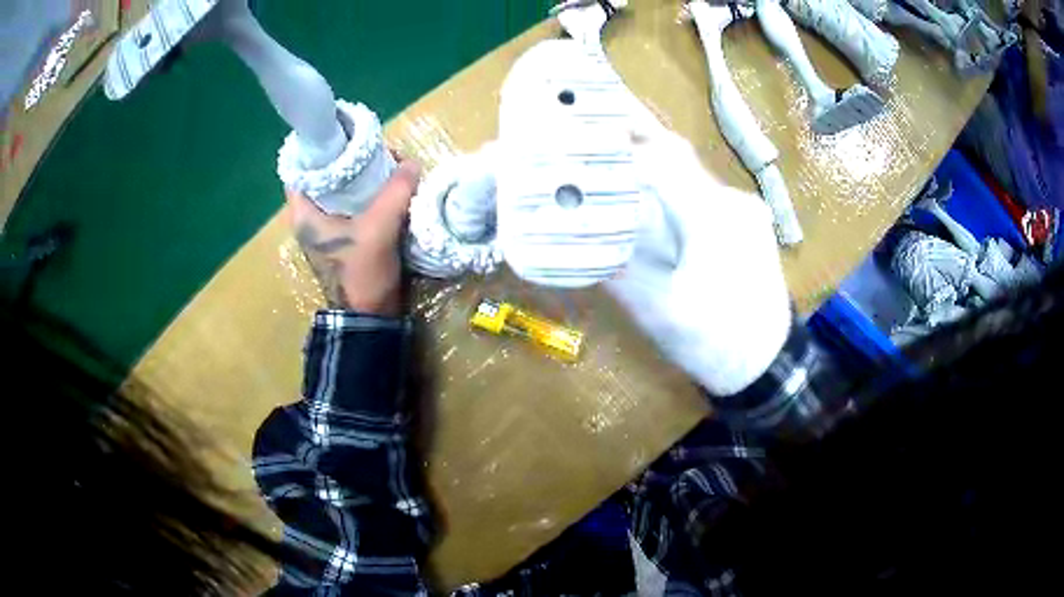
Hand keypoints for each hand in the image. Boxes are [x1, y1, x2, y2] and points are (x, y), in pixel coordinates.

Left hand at [287, 160, 421, 315]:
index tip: (343, 134)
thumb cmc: (361, 274)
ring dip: (362, 177)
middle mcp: (311, 218)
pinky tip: (388, 186)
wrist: (371, 318)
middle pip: (325, 178)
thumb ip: (396, 192)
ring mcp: (328, 229)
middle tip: (373, 147)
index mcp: (305, 214)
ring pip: (341, 191)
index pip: (301, 170)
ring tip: (385, 162)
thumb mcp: (378, 229)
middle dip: (348, 160)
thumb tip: (412, 163)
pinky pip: (354, 205)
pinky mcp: (345, 238)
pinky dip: (369, 194)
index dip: (318, 149)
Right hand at [606, 126, 792, 396]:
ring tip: (613, 149)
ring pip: (691, 171)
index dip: (621, 145)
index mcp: (713, 221)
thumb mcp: (658, 313)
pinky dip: (673, 182)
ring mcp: (745, 210)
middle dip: (636, 134)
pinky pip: (703, 190)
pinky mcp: (747, 222)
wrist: (769, 364)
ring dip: (653, 157)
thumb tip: (580, 241)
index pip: (662, 162)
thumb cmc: (714, 344)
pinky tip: (651, 190)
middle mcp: (733, 203)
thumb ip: (618, 271)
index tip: (583, 137)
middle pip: (678, 155)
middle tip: (593, 119)